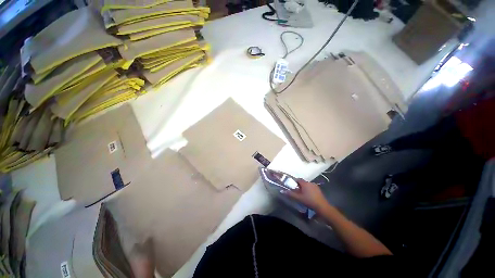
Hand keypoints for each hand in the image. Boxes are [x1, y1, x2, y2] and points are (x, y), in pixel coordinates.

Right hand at [283, 179, 328, 211]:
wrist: (322, 206)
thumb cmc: (309, 201)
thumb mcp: (299, 198)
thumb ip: (291, 194)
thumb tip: (283, 191)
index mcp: (305, 183)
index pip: (298, 179)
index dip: (294, 182)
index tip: (292, 185)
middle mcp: (310, 183)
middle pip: (303, 182)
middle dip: (299, 185)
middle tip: (296, 191)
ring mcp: (315, 186)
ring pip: (307, 185)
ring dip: (304, 188)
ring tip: (302, 194)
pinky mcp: (318, 189)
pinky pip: (311, 187)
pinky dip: (309, 190)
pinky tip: (309, 195)